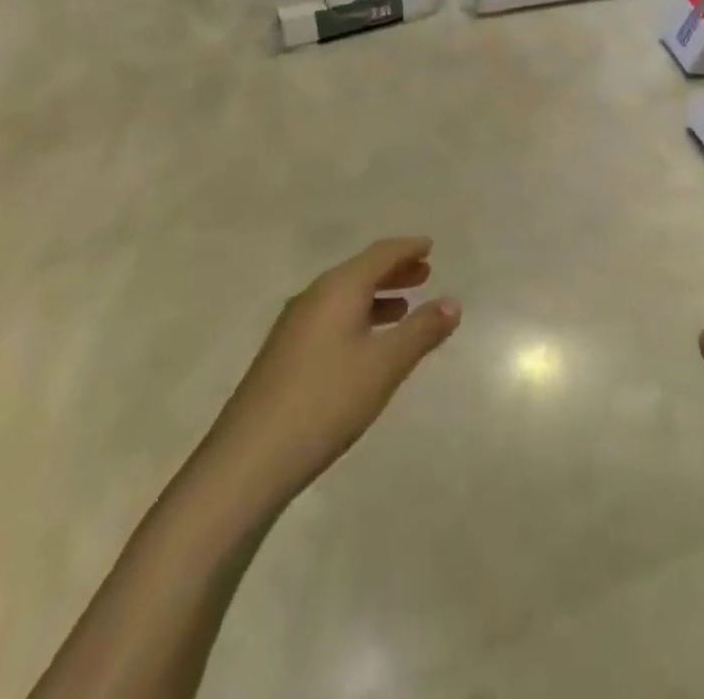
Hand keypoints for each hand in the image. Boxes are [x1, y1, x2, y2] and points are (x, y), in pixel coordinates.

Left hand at [204, 237, 459, 506]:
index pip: (380, 254)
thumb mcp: (385, 365)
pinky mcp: (285, 353)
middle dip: (394, 271)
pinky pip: (331, 317)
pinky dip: (358, 317)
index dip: (407, 248)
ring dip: (376, 296)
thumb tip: (453, 302)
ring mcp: (294, 325)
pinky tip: (366, 344)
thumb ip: (421, 331)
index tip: (429, 245)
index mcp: (339, 288)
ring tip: (404, 307)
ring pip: (344, 296)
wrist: (250, 458)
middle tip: (425, 272)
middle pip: (360, 271)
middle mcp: (315, 296)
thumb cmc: (327, 400)